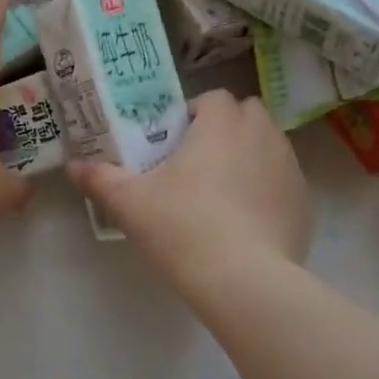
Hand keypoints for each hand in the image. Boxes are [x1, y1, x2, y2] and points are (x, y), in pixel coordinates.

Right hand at [68, 90, 312, 292]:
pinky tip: (242, 224)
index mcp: (222, 124)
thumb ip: (100, 178)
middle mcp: (263, 135)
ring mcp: (290, 169)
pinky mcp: (304, 204)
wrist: (242, 280)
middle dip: (223, 131)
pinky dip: (264, 192)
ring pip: (267, 147)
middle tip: (194, 166)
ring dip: (245, 158)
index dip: (191, 116)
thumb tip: (74, 167)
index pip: (213, 98)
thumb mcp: (129, 203)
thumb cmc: (181, 227)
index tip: (171, 145)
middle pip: (246, 115)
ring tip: (218, 196)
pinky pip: (281, 184)